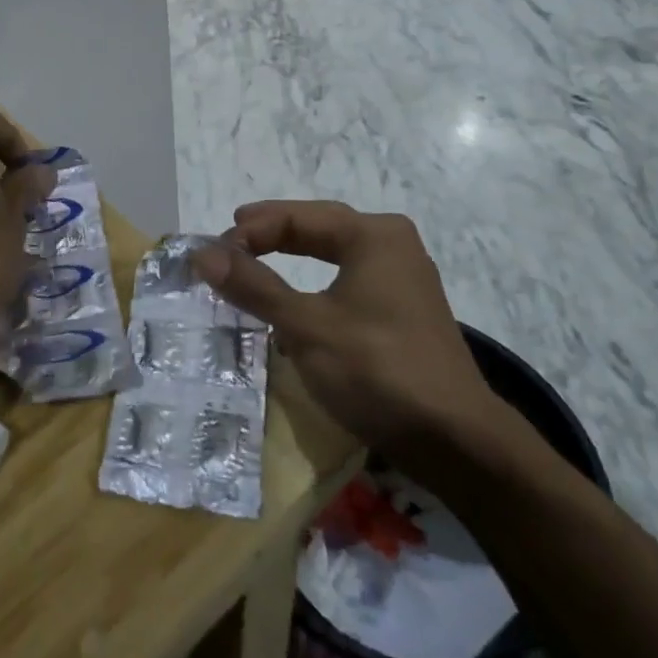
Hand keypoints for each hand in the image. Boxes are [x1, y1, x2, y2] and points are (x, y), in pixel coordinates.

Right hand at [194, 201, 508, 453]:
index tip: (213, 254)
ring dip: (293, 256)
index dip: (251, 231)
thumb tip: (201, 253)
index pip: (297, 217)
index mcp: (373, 235)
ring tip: (256, 257)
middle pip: (319, 228)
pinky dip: (315, 282)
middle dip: (273, 233)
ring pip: (334, 254)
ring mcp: (404, 278)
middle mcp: (392, 245)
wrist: (456, 440)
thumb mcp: (305, 326)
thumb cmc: (377, 369)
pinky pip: (348, 280)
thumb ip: (253, 286)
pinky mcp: (405, 311)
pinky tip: (296, 300)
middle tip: (232, 238)